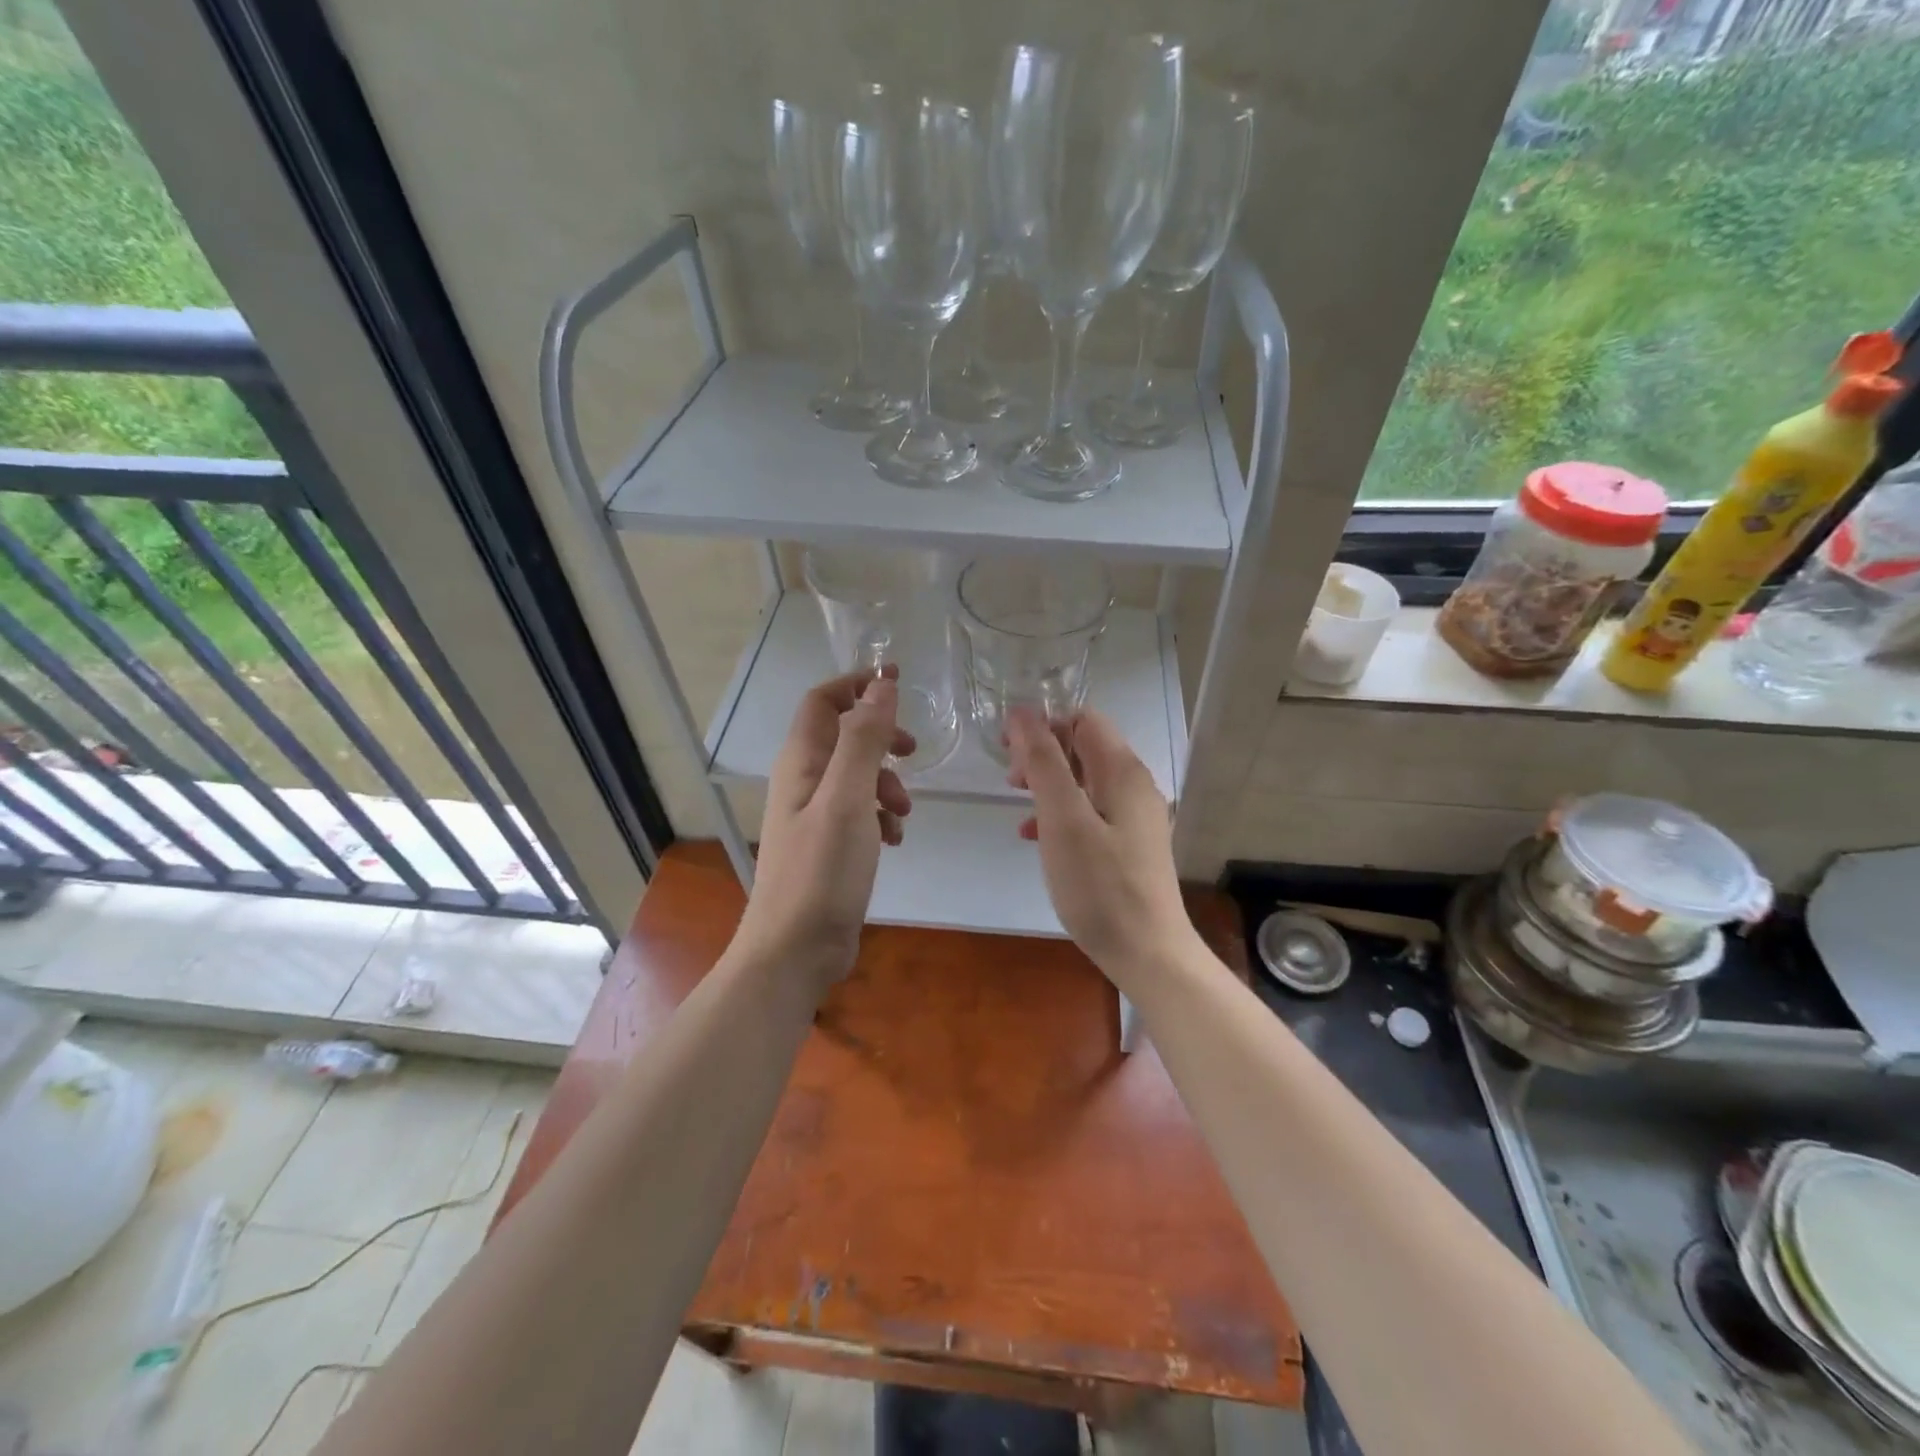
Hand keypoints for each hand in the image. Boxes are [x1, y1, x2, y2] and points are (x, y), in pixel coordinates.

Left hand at [735, 669, 913, 992]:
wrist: (796, 948)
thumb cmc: (821, 870)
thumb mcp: (848, 798)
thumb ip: (864, 740)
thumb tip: (881, 684)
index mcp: (801, 762)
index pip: (822, 700)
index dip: (856, 684)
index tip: (897, 685)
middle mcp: (803, 781)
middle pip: (844, 736)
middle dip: (882, 738)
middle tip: (912, 752)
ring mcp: (815, 814)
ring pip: (857, 776)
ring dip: (887, 784)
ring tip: (902, 814)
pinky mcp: (829, 844)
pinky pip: (860, 812)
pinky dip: (881, 816)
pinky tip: (894, 841)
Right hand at [1006, 707, 1193, 986]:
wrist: (1147, 953)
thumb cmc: (1100, 886)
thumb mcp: (1063, 820)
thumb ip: (1044, 762)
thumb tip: (1023, 713)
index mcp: (1122, 771)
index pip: (1082, 719)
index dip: (1043, 725)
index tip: (1009, 751)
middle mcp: (1135, 785)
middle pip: (1083, 747)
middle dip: (1043, 755)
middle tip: (1010, 782)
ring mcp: (1135, 816)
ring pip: (1084, 780)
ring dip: (1048, 785)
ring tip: (1019, 808)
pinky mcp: (1130, 844)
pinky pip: (1090, 811)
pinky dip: (1061, 814)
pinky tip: (1037, 838)